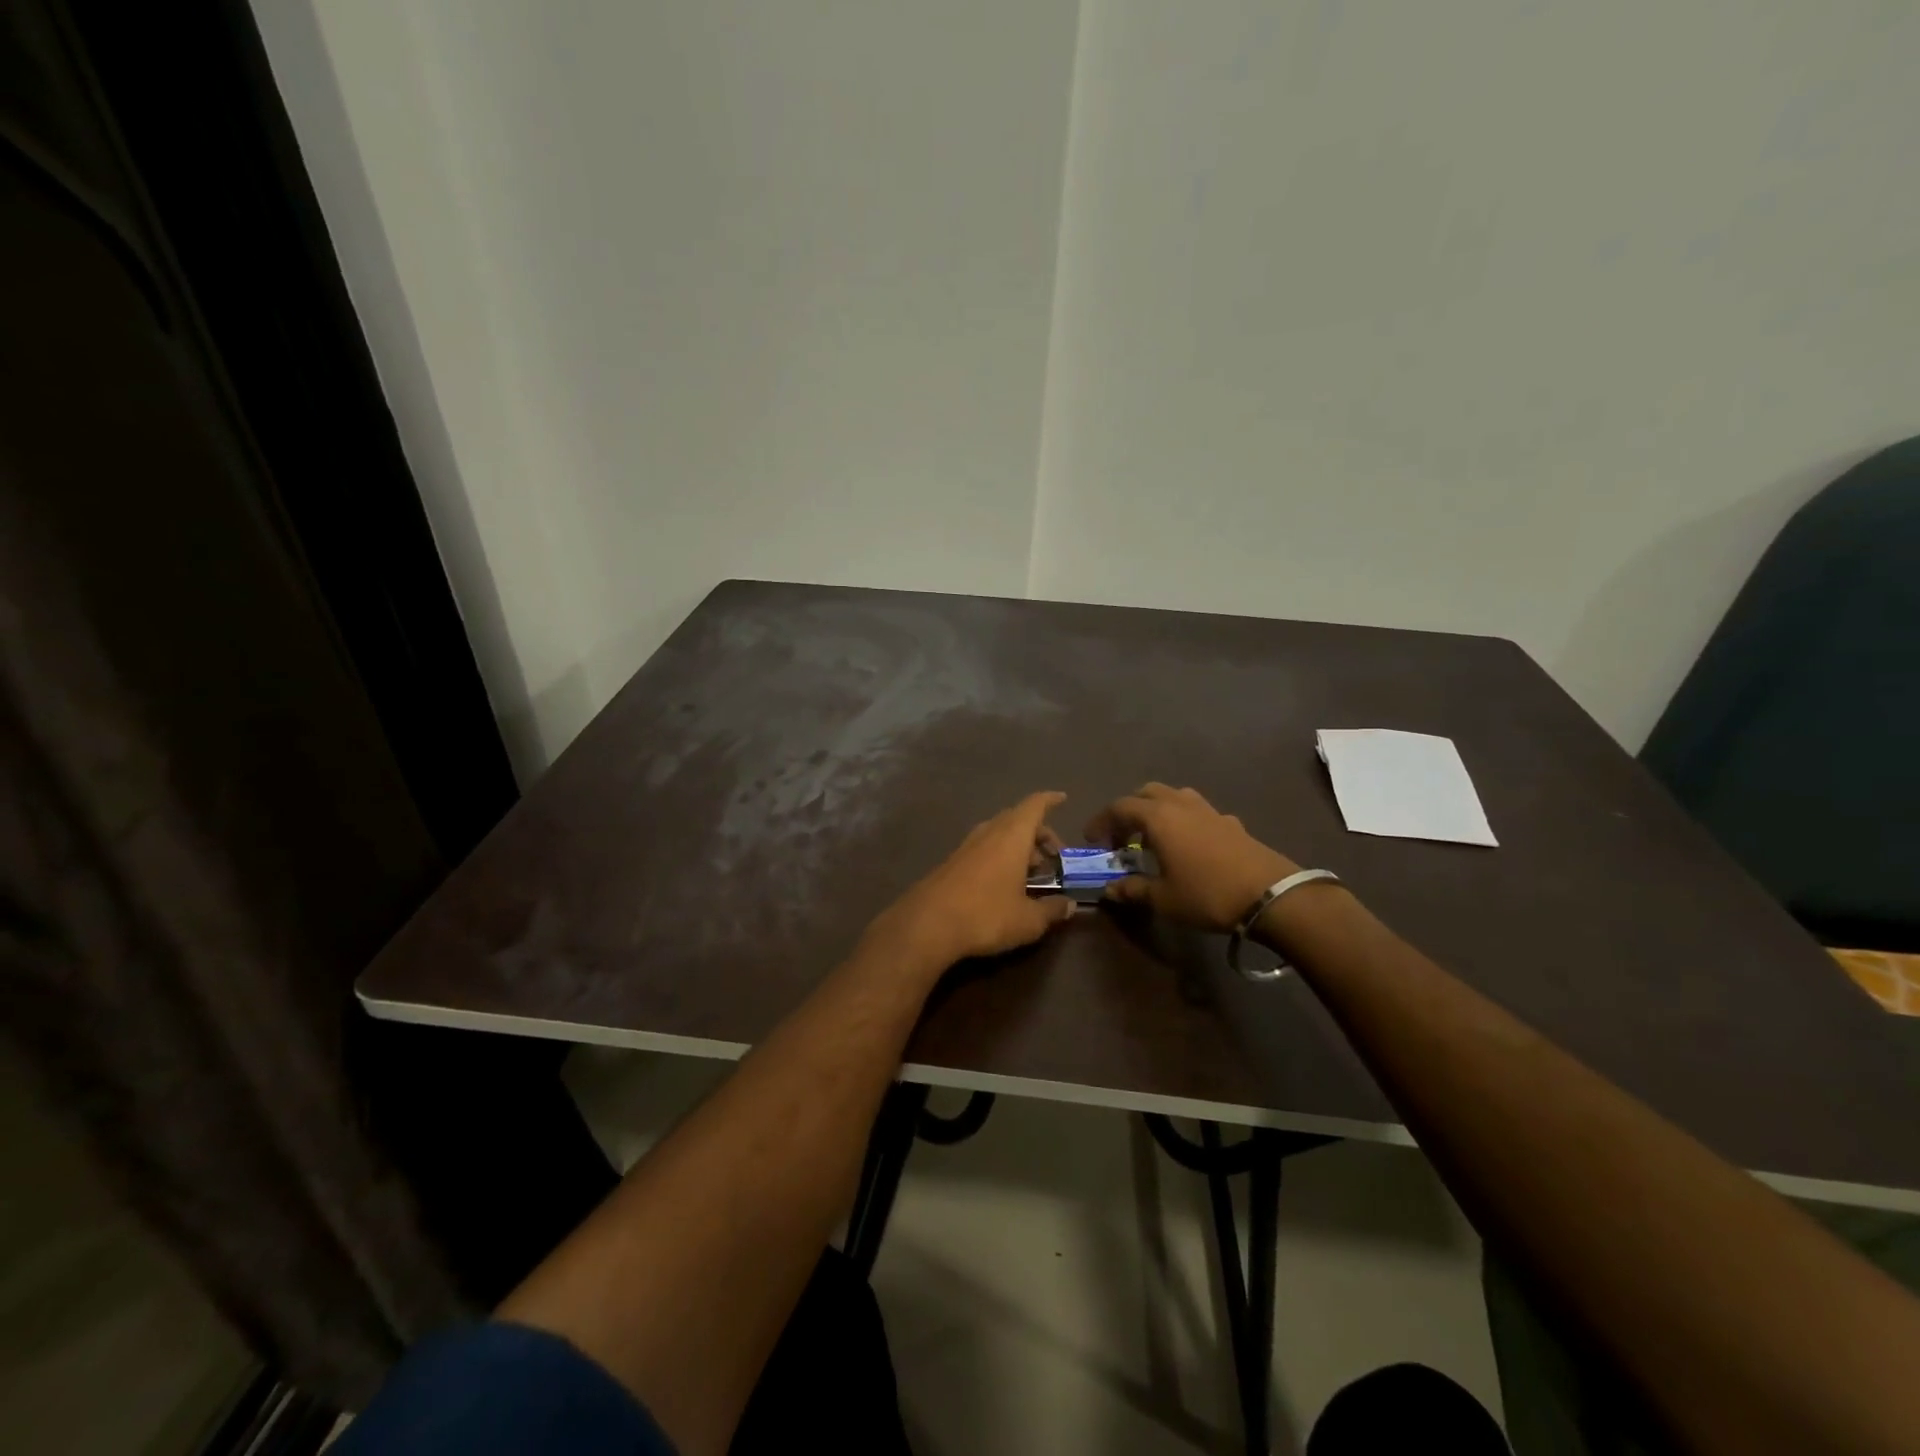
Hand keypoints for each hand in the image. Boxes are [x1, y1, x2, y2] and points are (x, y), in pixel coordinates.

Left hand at [864, 791, 1076, 969]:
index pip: (1034, 805)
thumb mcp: (1028, 920)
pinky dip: (1000, 856)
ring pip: (998, 834)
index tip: (1063, 799)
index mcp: (1012, 835)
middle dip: (1038, 833)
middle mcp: (988, 832)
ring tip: (1031, 874)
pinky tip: (1004, 885)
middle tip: (1053, 857)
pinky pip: (983, 849)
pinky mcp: (951, 862)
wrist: (927, 925)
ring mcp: (966, 846)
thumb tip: (1069, 906)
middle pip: (1017, 819)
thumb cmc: (986, 915)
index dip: (1050, 800)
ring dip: (1018, 846)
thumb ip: (1052, 910)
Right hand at [1085, 783, 1299, 933]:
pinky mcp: (1230, 822)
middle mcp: (1180, 804)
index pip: (1119, 807)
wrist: (1270, 895)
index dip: (1101, 822)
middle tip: (1122, 838)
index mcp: (1157, 817)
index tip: (1093, 841)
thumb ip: (1133, 890)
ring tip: (1154, 837)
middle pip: (1146, 793)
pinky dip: (1185, 821)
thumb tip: (1110, 889)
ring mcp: (1208, 810)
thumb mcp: (1163, 899)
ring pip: (1174, 796)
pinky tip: (1190, 846)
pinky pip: (1198, 811)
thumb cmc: (1207, 894)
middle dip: (1129, 811)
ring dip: (1157, 810)